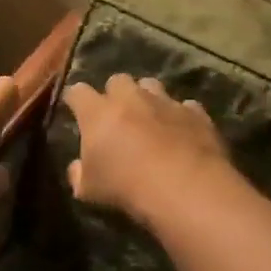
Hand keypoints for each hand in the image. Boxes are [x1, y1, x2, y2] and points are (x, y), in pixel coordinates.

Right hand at [63, 73, 230, 223]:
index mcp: (98, 112)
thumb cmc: (127, 187)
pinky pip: (185, 106)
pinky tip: (181, 133)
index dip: (75, 98)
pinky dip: (180, 116)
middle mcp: (130, 98)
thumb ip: (78, 174)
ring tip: (149, 118)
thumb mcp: (89, 190)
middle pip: (117, 80)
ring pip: (151, 85)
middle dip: (114, 93)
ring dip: (147, 98)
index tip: (74, 108)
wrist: (185, 188)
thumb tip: (77, 167)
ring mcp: (165, 102)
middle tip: (116, 115)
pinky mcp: (195, 113)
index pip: (78, 92)